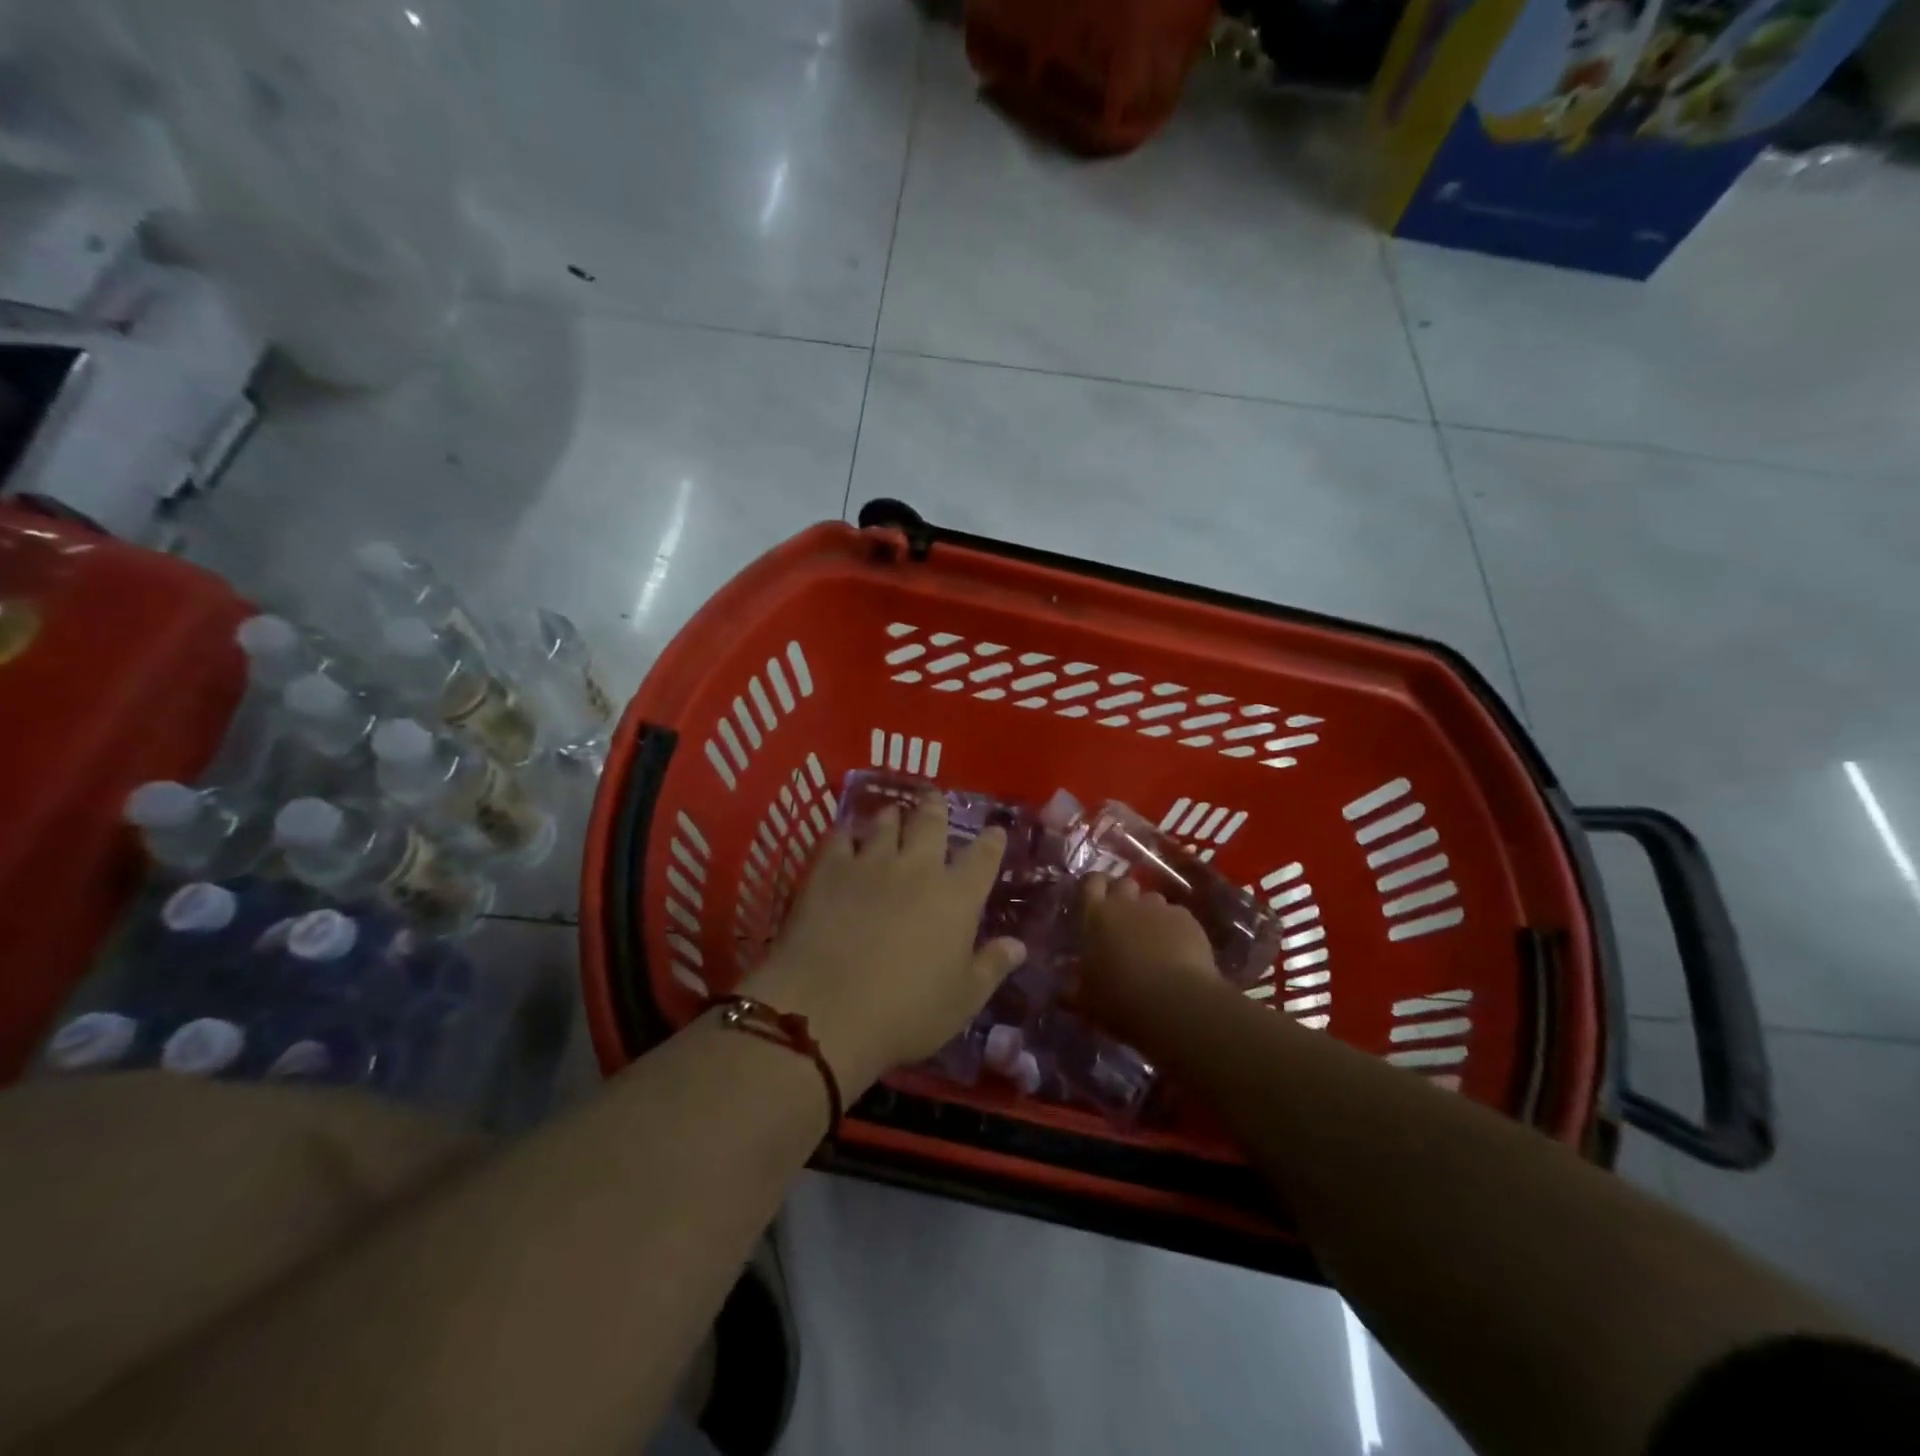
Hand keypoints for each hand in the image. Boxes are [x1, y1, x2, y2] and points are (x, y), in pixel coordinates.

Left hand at [740, 796, 1025, 1092]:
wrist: (827, 1010)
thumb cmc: (906, 1013)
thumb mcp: (962, 1000)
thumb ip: (992, 967)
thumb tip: (1018, 945)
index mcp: (957, 897)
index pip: (983, 857)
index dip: (991, 841)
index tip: (995, 831)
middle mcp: (918, 868)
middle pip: (931, 823)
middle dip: (936, 808)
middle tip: (934, 798)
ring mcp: (871, 863)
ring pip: (886, 823)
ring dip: (893, 816)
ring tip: (892, 814)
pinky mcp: (829, 869)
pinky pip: (841, 837)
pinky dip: (848, 833)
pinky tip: (846, 836)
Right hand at [1075, 876, 1219, 1036]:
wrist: (1175, 1004)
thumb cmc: (1120, 1000)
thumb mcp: (1087, 1001)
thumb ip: (1074, 990)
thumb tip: (1062, 993)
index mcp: (1096, 916)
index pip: (1091, 883)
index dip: (1095, 886)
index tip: (1096, 898)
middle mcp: (1127, 904)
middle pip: (1124, 884)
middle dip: (1124, 897)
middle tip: (1124, 922)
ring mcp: (1160, 909)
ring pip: (1153, 900)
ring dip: (1150, 913)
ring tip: (1154, 940)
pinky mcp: (1188, 920)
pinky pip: (1178, 917)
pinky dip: (1176, 929)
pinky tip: (1179, 952)